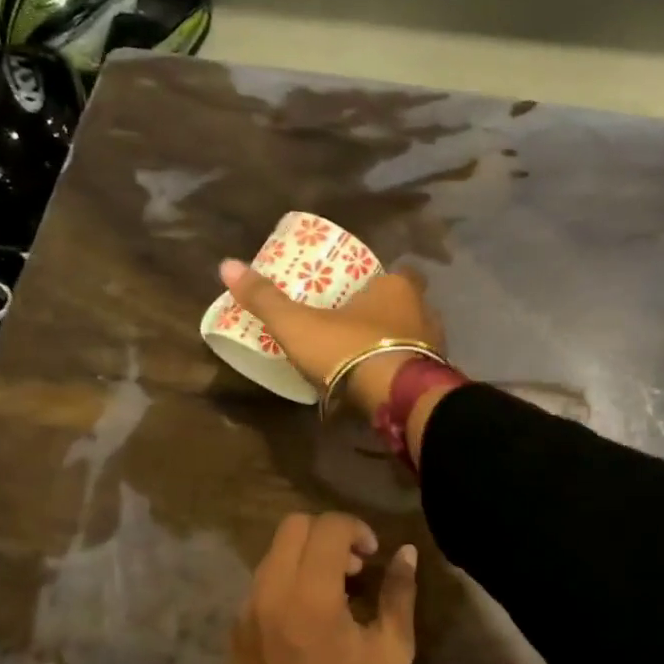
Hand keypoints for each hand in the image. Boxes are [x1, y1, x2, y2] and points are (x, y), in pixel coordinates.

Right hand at [218, 258, 444, 415]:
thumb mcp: (299, 325)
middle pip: (408, 306)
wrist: (395, 399)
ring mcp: (437, 347)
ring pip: (417, 338)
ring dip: (397, 345)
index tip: (359, 293)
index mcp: (398, 287)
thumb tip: (226, 264)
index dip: (380, 281)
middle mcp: (425, 311)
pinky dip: (402, 372)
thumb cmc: (350, 350)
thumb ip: (266, 299)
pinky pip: (419, 368)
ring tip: (367, 357)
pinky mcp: (434, 379)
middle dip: (388, 315)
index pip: (398, 273)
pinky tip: (382, 384)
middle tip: (359, 327)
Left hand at [230, 512, 419, 663]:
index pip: (328, 526)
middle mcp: (272, 589)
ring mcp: (247, 606)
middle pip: (294, 525)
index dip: (357, 529)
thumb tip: (406, 552)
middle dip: (328, 534)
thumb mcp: (391, 652)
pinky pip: (262, 581)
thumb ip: (399, 594)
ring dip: (306, 556)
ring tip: (331, 593)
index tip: (371, 556)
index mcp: (311, 593)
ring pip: (275, 551)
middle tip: (352, 567)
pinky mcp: (236, 624)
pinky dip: (287, 580)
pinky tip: (305, 616)